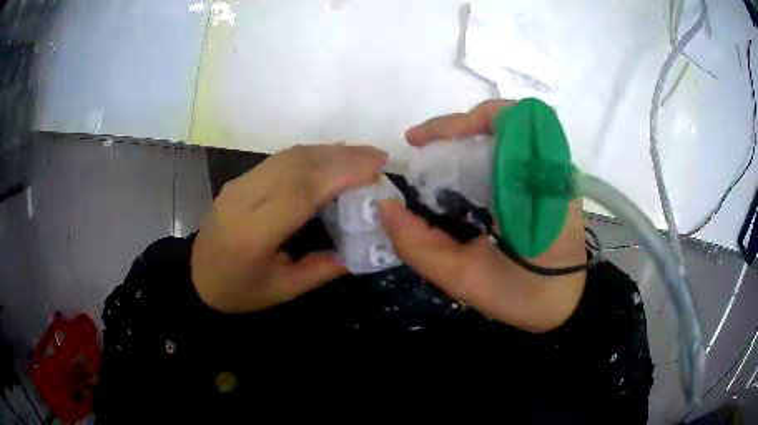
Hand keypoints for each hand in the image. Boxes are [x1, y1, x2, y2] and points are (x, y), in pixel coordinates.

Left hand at [192, 144, 386, 312]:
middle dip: (342, 157)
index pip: (299, 192)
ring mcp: (237, 185)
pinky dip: (311, 154)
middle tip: (378, 157)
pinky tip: (332, 155)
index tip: (376, 169)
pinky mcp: (238, 180)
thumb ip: (323, 268)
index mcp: (252, 235)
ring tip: (363, 154)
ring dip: (328, 151)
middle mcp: (242, 201)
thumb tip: (360, 245)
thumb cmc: (239, 292)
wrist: (195, 277)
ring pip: (288, 156)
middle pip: (295, 165)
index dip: (340, 174)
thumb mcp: (284, 291)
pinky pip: (279, 159)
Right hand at [381, 100, 586, 332]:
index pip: (509, 120)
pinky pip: (511, 152)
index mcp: (538, 184)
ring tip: (435, 162)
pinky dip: (481, 155)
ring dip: (467, 140)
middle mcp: (548, 168)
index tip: (422, 141)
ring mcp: (550, 173)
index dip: (462, 121)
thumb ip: (421, 247)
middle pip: (503, 120)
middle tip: (422, 150)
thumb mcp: (468, 280)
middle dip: (456, 130)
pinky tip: (462, 179)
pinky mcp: (547, 182)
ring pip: (507, 133)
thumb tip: (385, 206)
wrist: (565, 306)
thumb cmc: (526, 296)